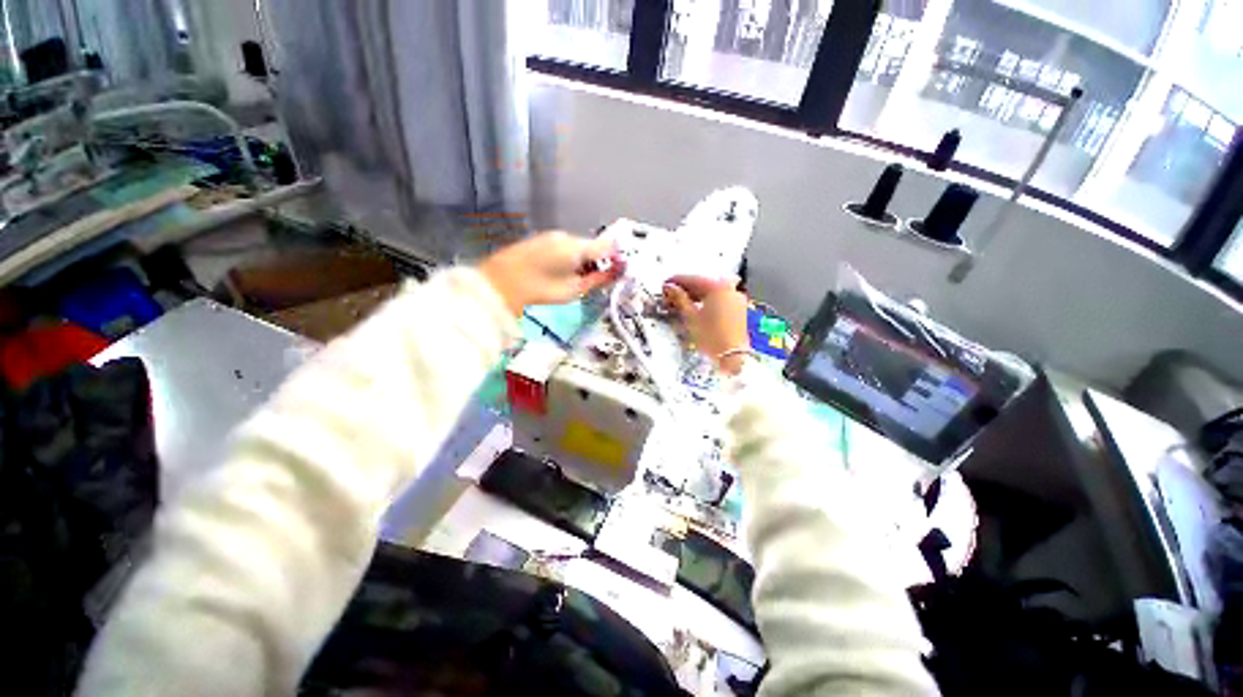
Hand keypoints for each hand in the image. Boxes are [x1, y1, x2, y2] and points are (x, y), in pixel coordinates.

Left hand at [480, 231, 623, 315]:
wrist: (497, 288)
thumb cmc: (540, 293)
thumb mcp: (574, 290)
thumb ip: (598, 279)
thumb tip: (616, 271)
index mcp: (576, 247)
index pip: (606, 247)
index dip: (614, 260)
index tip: (616, 274)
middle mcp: (564, 236)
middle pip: (590, 247)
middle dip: (595, 263)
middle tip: (591, 284)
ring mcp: (549, 237)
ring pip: (575, 248)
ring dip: (579, 262)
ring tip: (570, 282)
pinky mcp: (537, 242)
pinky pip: (560, 248)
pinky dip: (565, 260)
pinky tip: (556, 275)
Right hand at [663, 276, 750, 374]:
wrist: (733, 356)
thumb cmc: (711, 337)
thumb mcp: (690, 316)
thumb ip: (679, 299)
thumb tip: (670, 288)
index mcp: (717, 286)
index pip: (692, 279)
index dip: (676, 281)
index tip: (665, 285)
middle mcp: (729, 288)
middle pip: (703, 283)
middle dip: (686, 288)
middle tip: (671, 295)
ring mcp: (736, 298)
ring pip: (712, 291)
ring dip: (696, 295)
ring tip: (682, 303)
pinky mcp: (739, 309)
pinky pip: (720, 299)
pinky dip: (707, 301)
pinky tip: (697, 308)